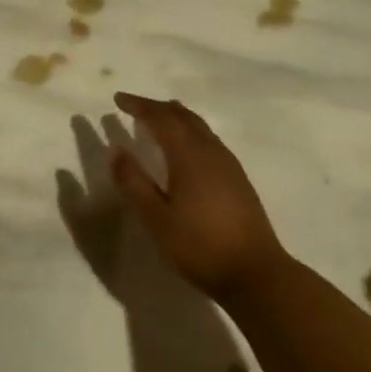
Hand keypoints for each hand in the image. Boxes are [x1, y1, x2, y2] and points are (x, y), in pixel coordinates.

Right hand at [109, 93, 287, 299]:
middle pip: (184, 117)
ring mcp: (229, 164)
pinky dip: (190, 133)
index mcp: (189, 155)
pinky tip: (186, 150)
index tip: (118, 99)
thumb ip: (133, 183)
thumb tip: (115, 149)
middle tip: (135, 107)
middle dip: (158, 108)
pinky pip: (209, 141)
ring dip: (176, 118)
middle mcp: (211, 151)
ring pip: (200, 127)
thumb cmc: (199, 246)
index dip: (139, 106)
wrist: (255, 272)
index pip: (161, 118)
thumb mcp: (156, 218)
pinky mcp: (238, 179)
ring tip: (159, 120)